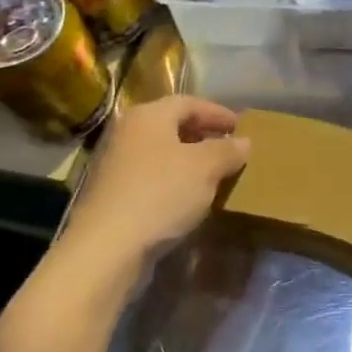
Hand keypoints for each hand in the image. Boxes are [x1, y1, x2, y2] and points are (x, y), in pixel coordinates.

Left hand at [61, 95, 250, 271]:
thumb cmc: (160, 194)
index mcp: (148, 116)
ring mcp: (116, 164)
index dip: (218, 113)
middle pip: (172, 125)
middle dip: (204, 135)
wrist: (107, 248)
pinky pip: (152, 177)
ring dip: (190, 160)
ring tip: (215, 174)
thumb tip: (244, 142)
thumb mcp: (205, 168)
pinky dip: (174, 181)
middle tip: (229, 148)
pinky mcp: (113, 194)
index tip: (241, 127)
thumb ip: (227, 151)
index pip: (189, 103)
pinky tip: (190, 198)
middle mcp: (128, 133)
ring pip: (162, 153)